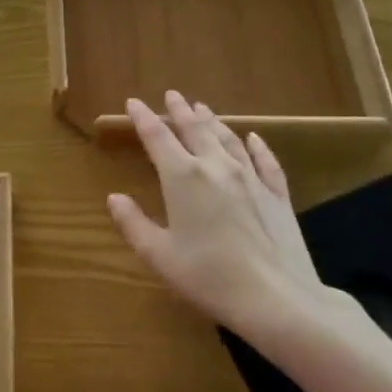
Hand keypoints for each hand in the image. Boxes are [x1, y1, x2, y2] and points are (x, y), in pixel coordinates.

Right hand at [108, 92, 362, 346]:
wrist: (276, 297)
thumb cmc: (208, 277)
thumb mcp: (159, 255)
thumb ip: (133, 223)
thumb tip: (114, 198)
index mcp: (182, 178)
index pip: (157, 138)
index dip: (143, 118)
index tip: (134, 102)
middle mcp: (216, 167)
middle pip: (195, 130)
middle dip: (180, 111)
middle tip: (172, 95)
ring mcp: (250, 178)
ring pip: (228, 139)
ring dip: (212, 121)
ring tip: (203, 108)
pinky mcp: (277, 194)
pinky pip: (265, 161)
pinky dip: (257, 146)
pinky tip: (253, 138)